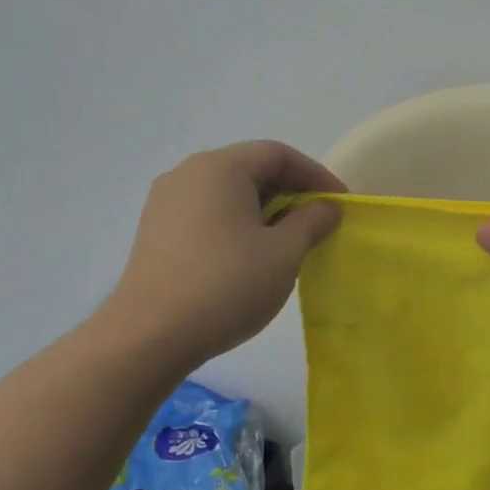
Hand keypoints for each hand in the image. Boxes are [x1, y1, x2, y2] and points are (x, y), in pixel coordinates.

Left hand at [98, 141, 343, 367]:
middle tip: (319, 221)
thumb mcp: (283, 253)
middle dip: (290, 191)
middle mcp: (188, 173)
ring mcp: (166, 202)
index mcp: (220, 168)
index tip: (340, 204)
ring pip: (228, 192)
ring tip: (289, 240)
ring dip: (264, 208)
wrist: (150, 335)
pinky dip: (237, 222)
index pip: (278, 154)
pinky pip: (207, 212)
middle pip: (250, 168)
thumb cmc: (226, 285)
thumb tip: (325, 207)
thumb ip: (311, 222)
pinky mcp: (156, 231)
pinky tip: (251, 254)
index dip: (315, 175)